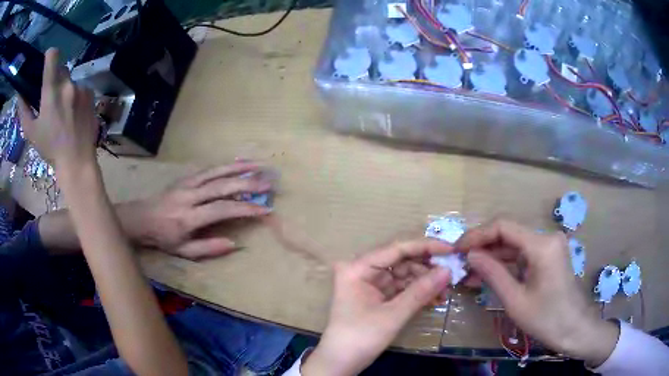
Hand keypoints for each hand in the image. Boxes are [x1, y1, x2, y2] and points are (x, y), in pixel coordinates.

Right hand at [18, 48, 98, 170]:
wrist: (76, 160)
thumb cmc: (50, 148)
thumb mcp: (31, 131)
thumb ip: (24, 110)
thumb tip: (20, 94)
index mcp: (52, 90)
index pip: (53, 56)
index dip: (49, 55)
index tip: (46, 63)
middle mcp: (68, 84)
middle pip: (61, 68)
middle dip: (55, 77)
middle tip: (50, 96)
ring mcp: (82, 88)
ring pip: (71, 79)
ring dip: (65, 89)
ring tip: (63, 110)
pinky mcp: (91, 94)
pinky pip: (81, 87)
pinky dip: (76, 96)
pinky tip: (74, 113)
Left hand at [127, 162, 272, 258]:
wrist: (141, 218)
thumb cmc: (163, 238)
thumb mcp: (183, 251)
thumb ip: (208, 249)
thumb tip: (234, 243)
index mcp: (188, 217)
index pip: (221, 209)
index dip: (244, 209)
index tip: (264, 209)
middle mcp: (189, 196)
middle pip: (222, 186)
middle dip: (247, 183)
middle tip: (269, 182)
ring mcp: (187, 183)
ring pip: (216, 171)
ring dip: (240, 167)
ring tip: (260, 164)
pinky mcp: (186, 177)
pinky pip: (209, 169)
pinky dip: (227, 165)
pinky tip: (240, 163)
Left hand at [302, 239, 451, 375]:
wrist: (341, 362)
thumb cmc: (361, 337)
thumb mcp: (393, 315)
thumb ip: (421, 291)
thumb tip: (448, 271)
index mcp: (358, 268)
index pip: (397, 249)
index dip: (425, 247)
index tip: (451, 249)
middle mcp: (363, 271)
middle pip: (401, 261)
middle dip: (427, 268)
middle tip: (452, 274)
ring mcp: (370, 284)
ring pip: (404, 275)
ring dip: (425, 282)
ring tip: (446, 291)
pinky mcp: (376, 297)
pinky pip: (401, 289)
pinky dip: (417, 293)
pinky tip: (435, 298)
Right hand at [455, 219, 618, 365]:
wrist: (575, 329)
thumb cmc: (547, 319)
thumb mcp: (515, 300)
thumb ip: (493, 273)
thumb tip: (470, 255)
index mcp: (542, 245)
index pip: (503, 226)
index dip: (477, 235)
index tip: (457, 249)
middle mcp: (547, 237)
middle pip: (509, 234)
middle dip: (483, 248)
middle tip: (460, 263)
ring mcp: (550, 246)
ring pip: (515, 245)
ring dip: (493, 257)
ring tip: (470, 273)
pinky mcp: (550, 256)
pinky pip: (523, 255)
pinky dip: (506, 264)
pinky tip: (489, 275)